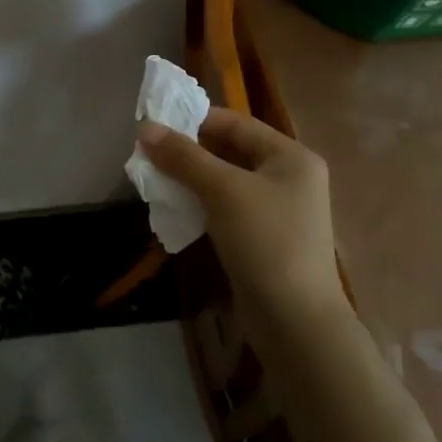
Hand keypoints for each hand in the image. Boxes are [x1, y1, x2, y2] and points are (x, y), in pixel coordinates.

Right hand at [137, 107, 346, 318]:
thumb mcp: (223, 191)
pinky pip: (227, 208)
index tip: (155, 125)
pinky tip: (175, 208)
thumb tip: (145, 128)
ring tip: (155, 179)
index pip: (236, 123)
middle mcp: (289, 177)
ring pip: (226, 181)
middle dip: (189, 152)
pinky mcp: (264, 238)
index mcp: (291, 156)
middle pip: (230, 150)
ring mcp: (278, 210)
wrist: (295, 322)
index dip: (195, 120)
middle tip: (150, 154)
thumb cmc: (265, 242)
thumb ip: (184, 157)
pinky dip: (201, 203)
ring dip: (191, 178)